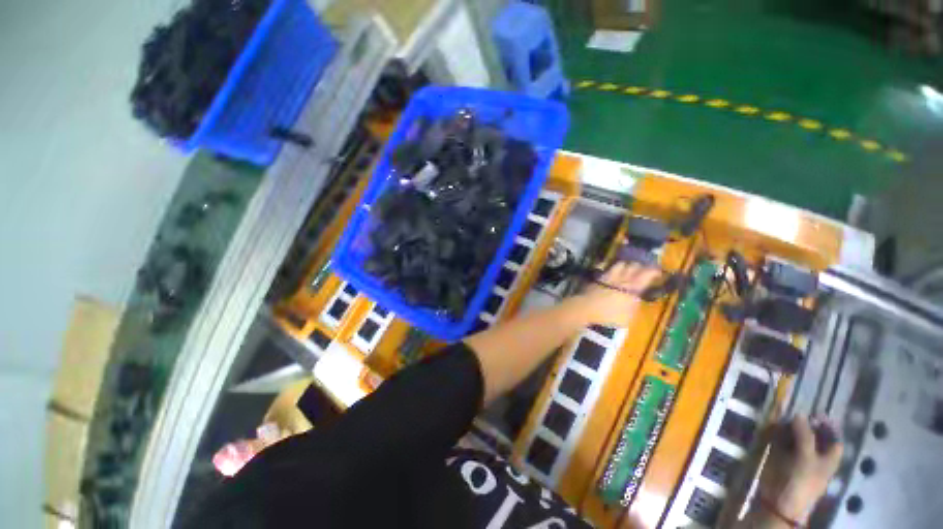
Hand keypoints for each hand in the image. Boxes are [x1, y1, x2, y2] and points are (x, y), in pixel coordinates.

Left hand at [573, 262, 659, 326]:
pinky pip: (606, 270)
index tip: (659, 272)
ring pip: (620, 264)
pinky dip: (611, 270)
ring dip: (626, 265)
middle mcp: (622, 278)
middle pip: (633, 266)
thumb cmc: (610, 315)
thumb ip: (634, 306)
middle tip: (643, 270)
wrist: (587, 308)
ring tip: (628, 269)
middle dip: (640, 266)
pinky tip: (611, 273)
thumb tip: (635, 300)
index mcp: (633, 287)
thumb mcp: (628, 317)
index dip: (654, 271)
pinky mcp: (597, 278)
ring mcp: (608, 276)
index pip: (647, 274)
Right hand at [758, 415, 842, 522]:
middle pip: (813, 433)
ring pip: (795, 434)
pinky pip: (781, 438)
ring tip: (781, 417)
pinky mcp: (781, 454)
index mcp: (829, 456)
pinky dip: (777, 431)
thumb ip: (804, 435)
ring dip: (789, 425)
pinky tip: (772, 426)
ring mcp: (797, 454)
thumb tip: (799, 413)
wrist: (779, 500)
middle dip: (805, 422)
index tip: (817, 413)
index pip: (834, 437)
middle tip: (795, 411)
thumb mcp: (806, 457)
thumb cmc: (802, 481)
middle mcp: (815, 453)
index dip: (828, 425)